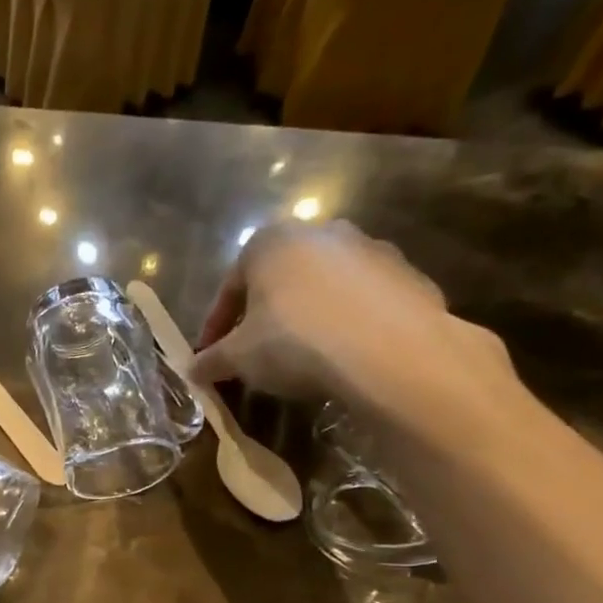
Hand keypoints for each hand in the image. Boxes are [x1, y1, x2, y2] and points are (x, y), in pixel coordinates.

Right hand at [190, 221, 509, 410]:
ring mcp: (372, 249)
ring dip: (310, 316)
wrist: (389, 352)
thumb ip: (212, 360)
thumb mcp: (238, 358)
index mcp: (271, 242)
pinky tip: (345, 356)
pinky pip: (365, 302)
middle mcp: (321, 232)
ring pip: (325, 286)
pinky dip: (350, 324)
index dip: (216, 324)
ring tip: (303, 357)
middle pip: (281, 279)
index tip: (211, 355)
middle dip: (265, 314)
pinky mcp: (409, 275)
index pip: (230, 285)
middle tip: (256, 353)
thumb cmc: (294, 342)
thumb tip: (193, 370)